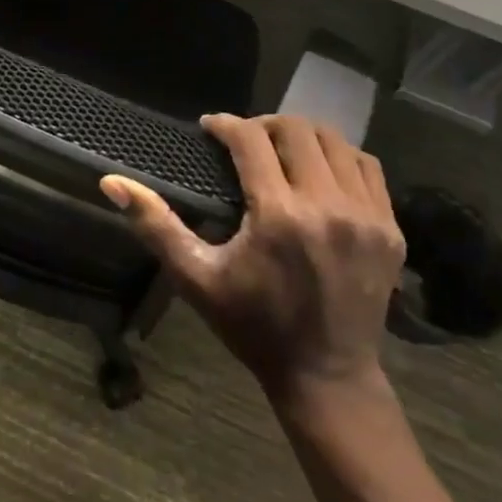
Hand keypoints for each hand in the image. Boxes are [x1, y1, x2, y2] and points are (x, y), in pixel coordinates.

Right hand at [101, 114, 404, 400]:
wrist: (327, 377)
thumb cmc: (253, 325)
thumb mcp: (195, 277)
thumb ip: (155, 225)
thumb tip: (111, 182)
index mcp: (279, 216)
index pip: (250, 139)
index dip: (224, 124)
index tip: (209, 128)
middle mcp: (328, 206)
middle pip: (295, 129)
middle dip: (263, 124)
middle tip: (243, 141)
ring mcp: (367, 217)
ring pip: (335, 141)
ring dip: (302, 136)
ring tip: (280, 151)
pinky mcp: (391, 229)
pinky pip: (367, 167)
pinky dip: (340, 157)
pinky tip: (319, 172)